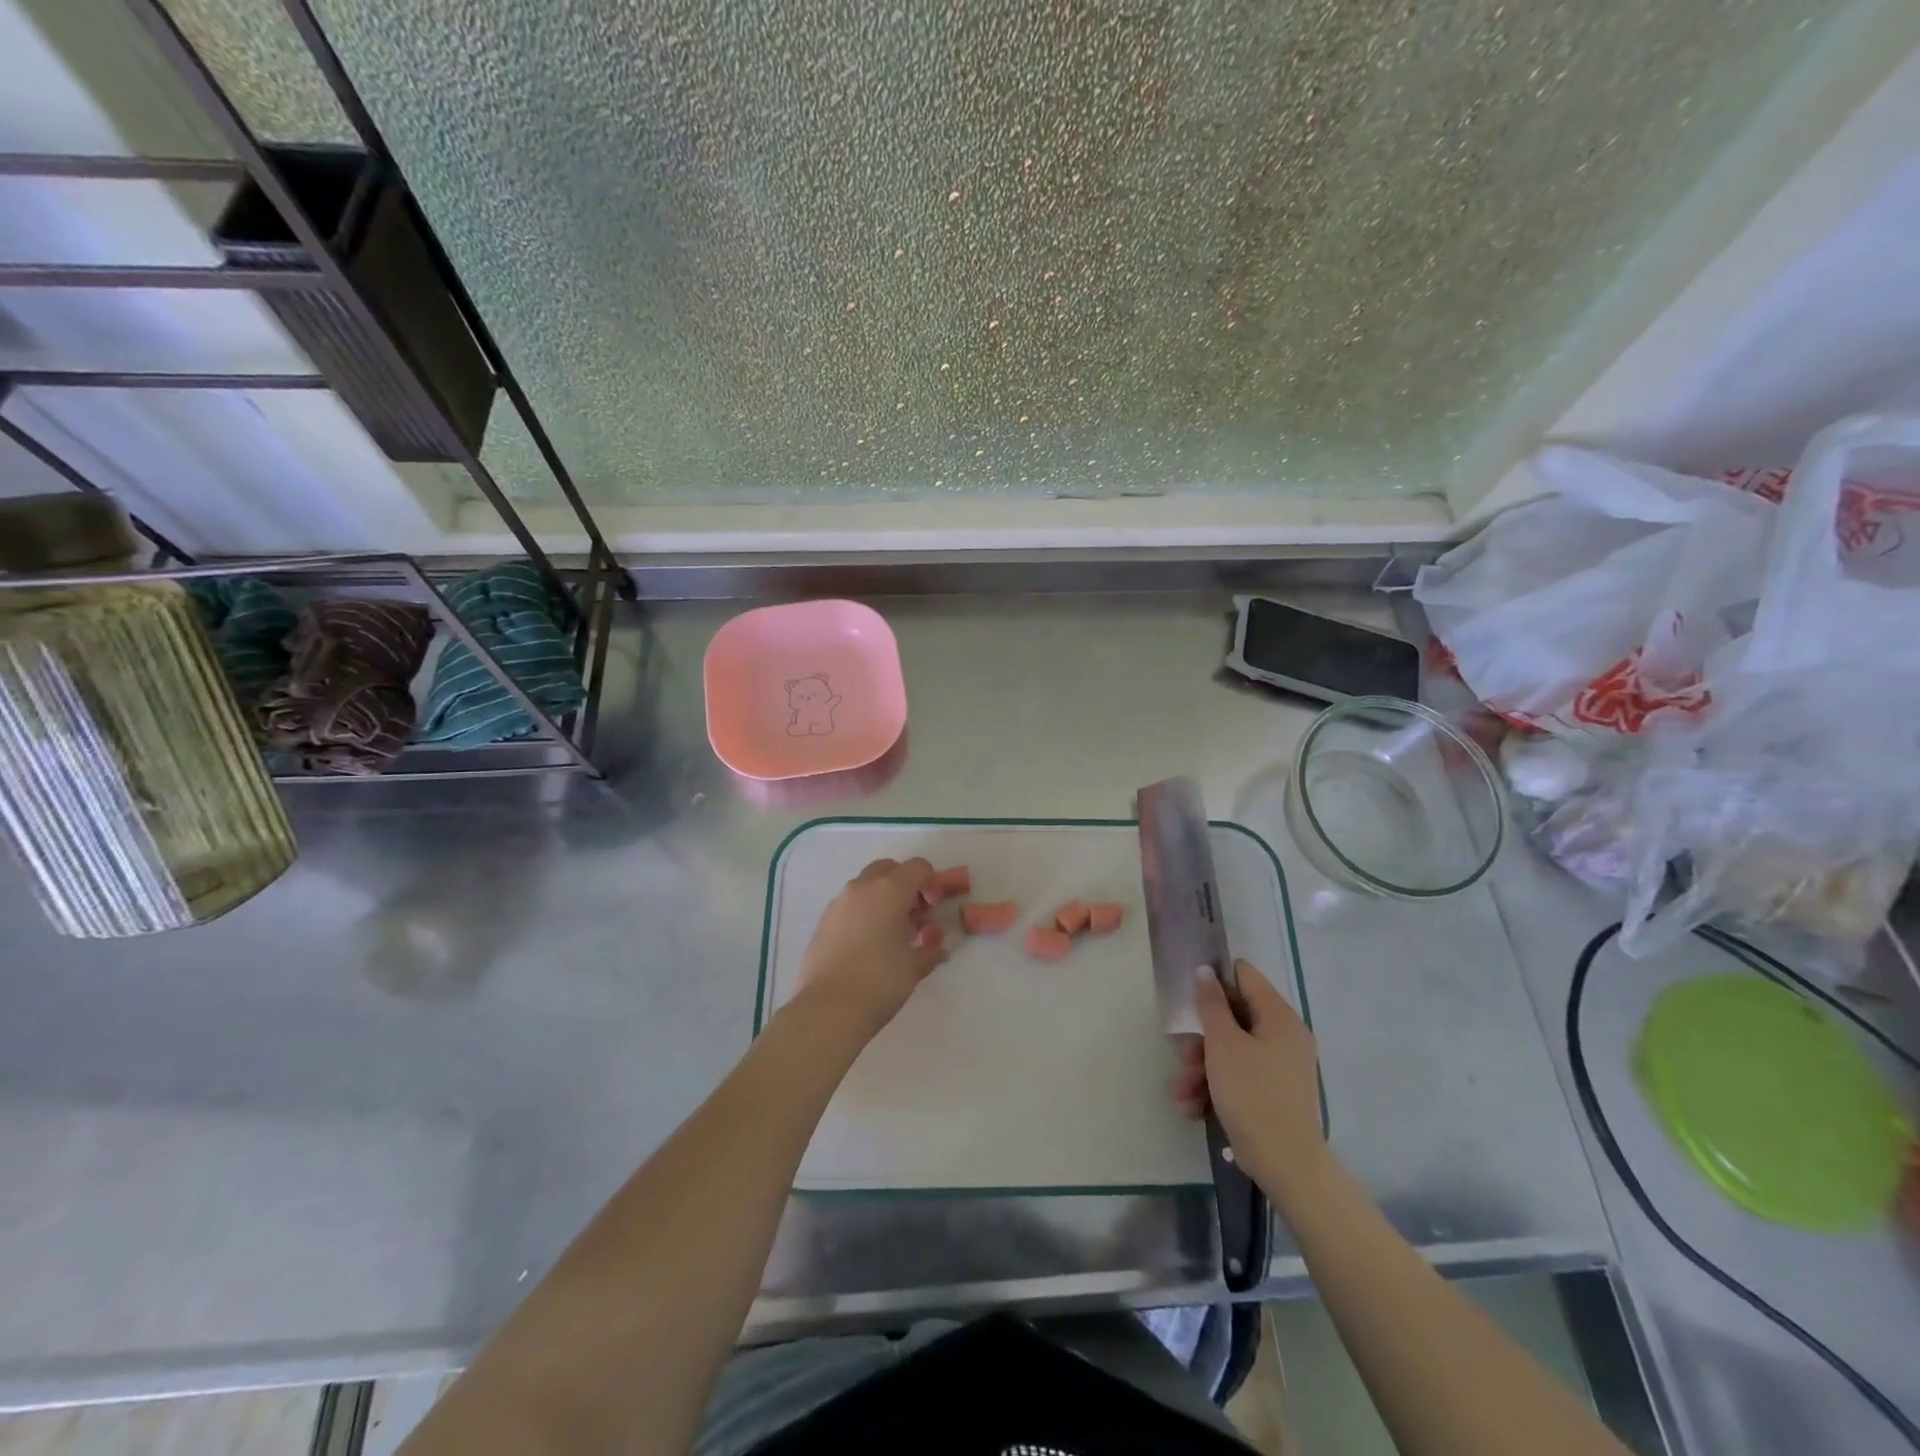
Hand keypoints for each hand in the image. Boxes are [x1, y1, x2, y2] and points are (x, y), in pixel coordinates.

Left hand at [794, 857, 949, 1038]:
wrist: (828, 1009)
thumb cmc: (880, 982)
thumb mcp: (914, 967)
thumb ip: (929, 950)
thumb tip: (937, 947)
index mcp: (888, 891)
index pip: (918, 867)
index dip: (932, 883)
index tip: (935, 909)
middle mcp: (861, 889)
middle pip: (888, 869)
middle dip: (905, 884)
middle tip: (915, 914)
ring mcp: (838, 904)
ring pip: (866, 886)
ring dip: (883, 898)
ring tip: (892, 933)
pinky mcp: (823, 923)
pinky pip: (849, 906)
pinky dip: (864, 913)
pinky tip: (869, 945)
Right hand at [1171, 959, 1325, 1195]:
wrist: (1286, 1165)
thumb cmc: (1252, 1094)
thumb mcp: (1223, 1044)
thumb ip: (1211, 1004)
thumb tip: (1206, 971)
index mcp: (1279, 1017)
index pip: (1244, 976)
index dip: (1215, 980)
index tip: (1190, 997)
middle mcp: (1285, 1036)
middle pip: (1234, 1017)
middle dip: (1202, 1038)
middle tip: (1184, 1056)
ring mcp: (1281, 1066)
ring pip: (1232, 1051)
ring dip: (1202, 1068)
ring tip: (1182, 1093)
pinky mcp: (1274, 1093)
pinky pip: (1240, 1076)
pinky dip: (1217, 1087)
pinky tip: (1194, 1108)